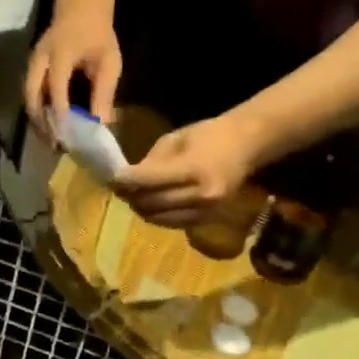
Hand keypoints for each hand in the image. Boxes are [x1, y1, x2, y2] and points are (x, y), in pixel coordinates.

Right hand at [25, 8, 121, 129]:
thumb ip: (104, 91)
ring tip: (50, 140)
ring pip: (27, 97)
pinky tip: (49, 126)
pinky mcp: (31, 69)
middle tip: (54, 143)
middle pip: (31, 94)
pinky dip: (37, 111)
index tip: (66, 134)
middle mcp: (40, 58)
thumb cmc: (97, 34)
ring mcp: (32, 63)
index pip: (56, 85)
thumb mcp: (108, 60)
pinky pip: (30, 93)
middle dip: (40, 121)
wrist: (79, 8)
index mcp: (60, 52)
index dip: (59, 110)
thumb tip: (101, 123)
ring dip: (37, 119)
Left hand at [113, 112, 262, 226]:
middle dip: (130, 196)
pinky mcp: (208, 221)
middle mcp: (202, 195)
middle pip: (152, 203)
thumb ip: (151, 162)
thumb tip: (126, 180)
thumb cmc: (209, 136)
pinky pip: (173, 223)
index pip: (150, 180)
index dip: (126, 180)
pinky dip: (157, 215)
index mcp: (194, 169)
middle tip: (117, 188)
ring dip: (141, 208)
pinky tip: (150, 204)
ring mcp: (206, 212)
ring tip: (131, 196)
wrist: (246, 146)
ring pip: (160, 218)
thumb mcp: (175, 140)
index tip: (112, 177)